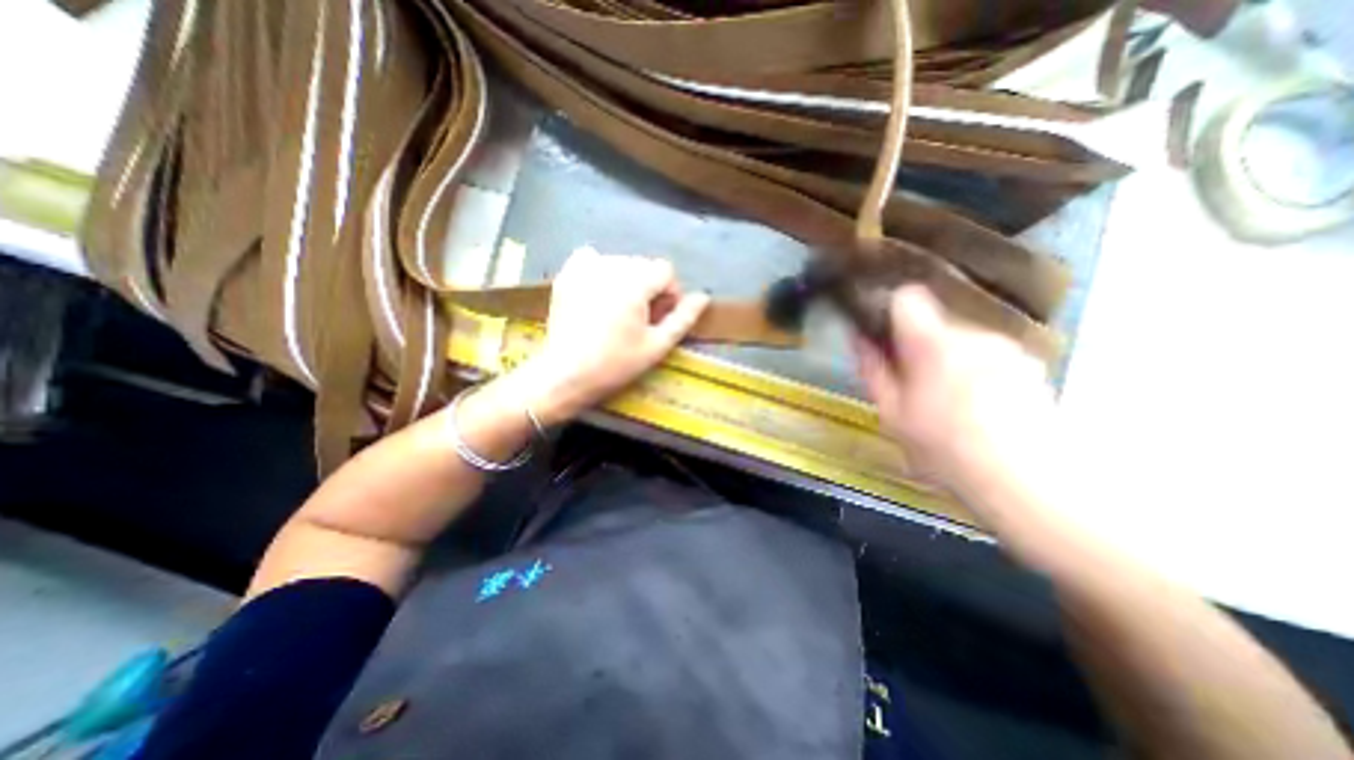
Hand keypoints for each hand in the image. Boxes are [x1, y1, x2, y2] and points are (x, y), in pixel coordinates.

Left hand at [512, 246, 713, 424]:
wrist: (566, 374)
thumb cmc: (615, 364)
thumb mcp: (656, 345)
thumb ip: (682, 318)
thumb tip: (703, 296)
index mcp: (635, 283)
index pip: (665, 269)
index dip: (669, 293)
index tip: (660, 317)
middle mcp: (610, 266)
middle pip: (643, 265)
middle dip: (648, 287)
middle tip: (640, 318)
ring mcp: (585, 268)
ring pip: (620, 262)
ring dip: (627, 280)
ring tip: (619, 310)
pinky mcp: (567, 274)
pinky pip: (591, 258)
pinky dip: (600, 270)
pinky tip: (598, 292)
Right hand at [850, 284, 1061, 502]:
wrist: (1026, 483)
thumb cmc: (944, 448)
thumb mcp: (891, 413)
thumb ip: (873, 369)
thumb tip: (858, 338)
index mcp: (933, 343)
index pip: (907, 297)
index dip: (890, 310)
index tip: (884, 334)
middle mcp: (973, 334)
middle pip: (935, 323)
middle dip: (919, 347)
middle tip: (915, 385)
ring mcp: (1007, 348)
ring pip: (963, 341)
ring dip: (949, 360)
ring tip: (949, 402)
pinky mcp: (1032, 365)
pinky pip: (990, 356)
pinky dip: (978, 371)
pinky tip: (981, 408)